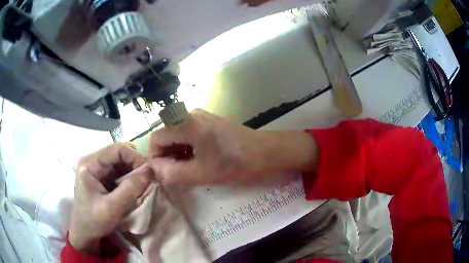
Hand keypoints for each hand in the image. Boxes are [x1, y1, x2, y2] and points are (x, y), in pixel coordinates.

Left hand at [68, 143, 153, 253]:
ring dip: (134, 172)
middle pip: (120, 154)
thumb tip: (150, 171)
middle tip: (148, 180)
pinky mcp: (102, 178)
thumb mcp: (112, 208)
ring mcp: (98, 169)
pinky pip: (120, 172)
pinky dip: (130, 178)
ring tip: (143, 185)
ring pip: (121, 162)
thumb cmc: (93, 221)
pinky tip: (135, 188)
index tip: (149, 173)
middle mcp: (93, 161)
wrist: (85, 233)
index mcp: (90, 164)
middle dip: (135, 165)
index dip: (135, 158)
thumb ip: (130, 189)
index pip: (117, 149)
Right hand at [149, 109, 317, 185]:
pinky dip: (186, 149)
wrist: (266, 152)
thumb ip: (173, 173)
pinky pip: (188, 134)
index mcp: (186, 123)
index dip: (155, 158)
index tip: (162, 175)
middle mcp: (190, 114)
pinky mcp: (208, 122)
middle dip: (166, 156)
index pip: (156, 138)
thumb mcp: (201, 173)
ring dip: (176, 154)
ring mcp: (200, 117)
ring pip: (177, 135)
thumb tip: (156, 169)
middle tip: (174, 176)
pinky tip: (195, 161)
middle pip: (166, 135)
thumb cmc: (235, 164)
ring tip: (185, 171)